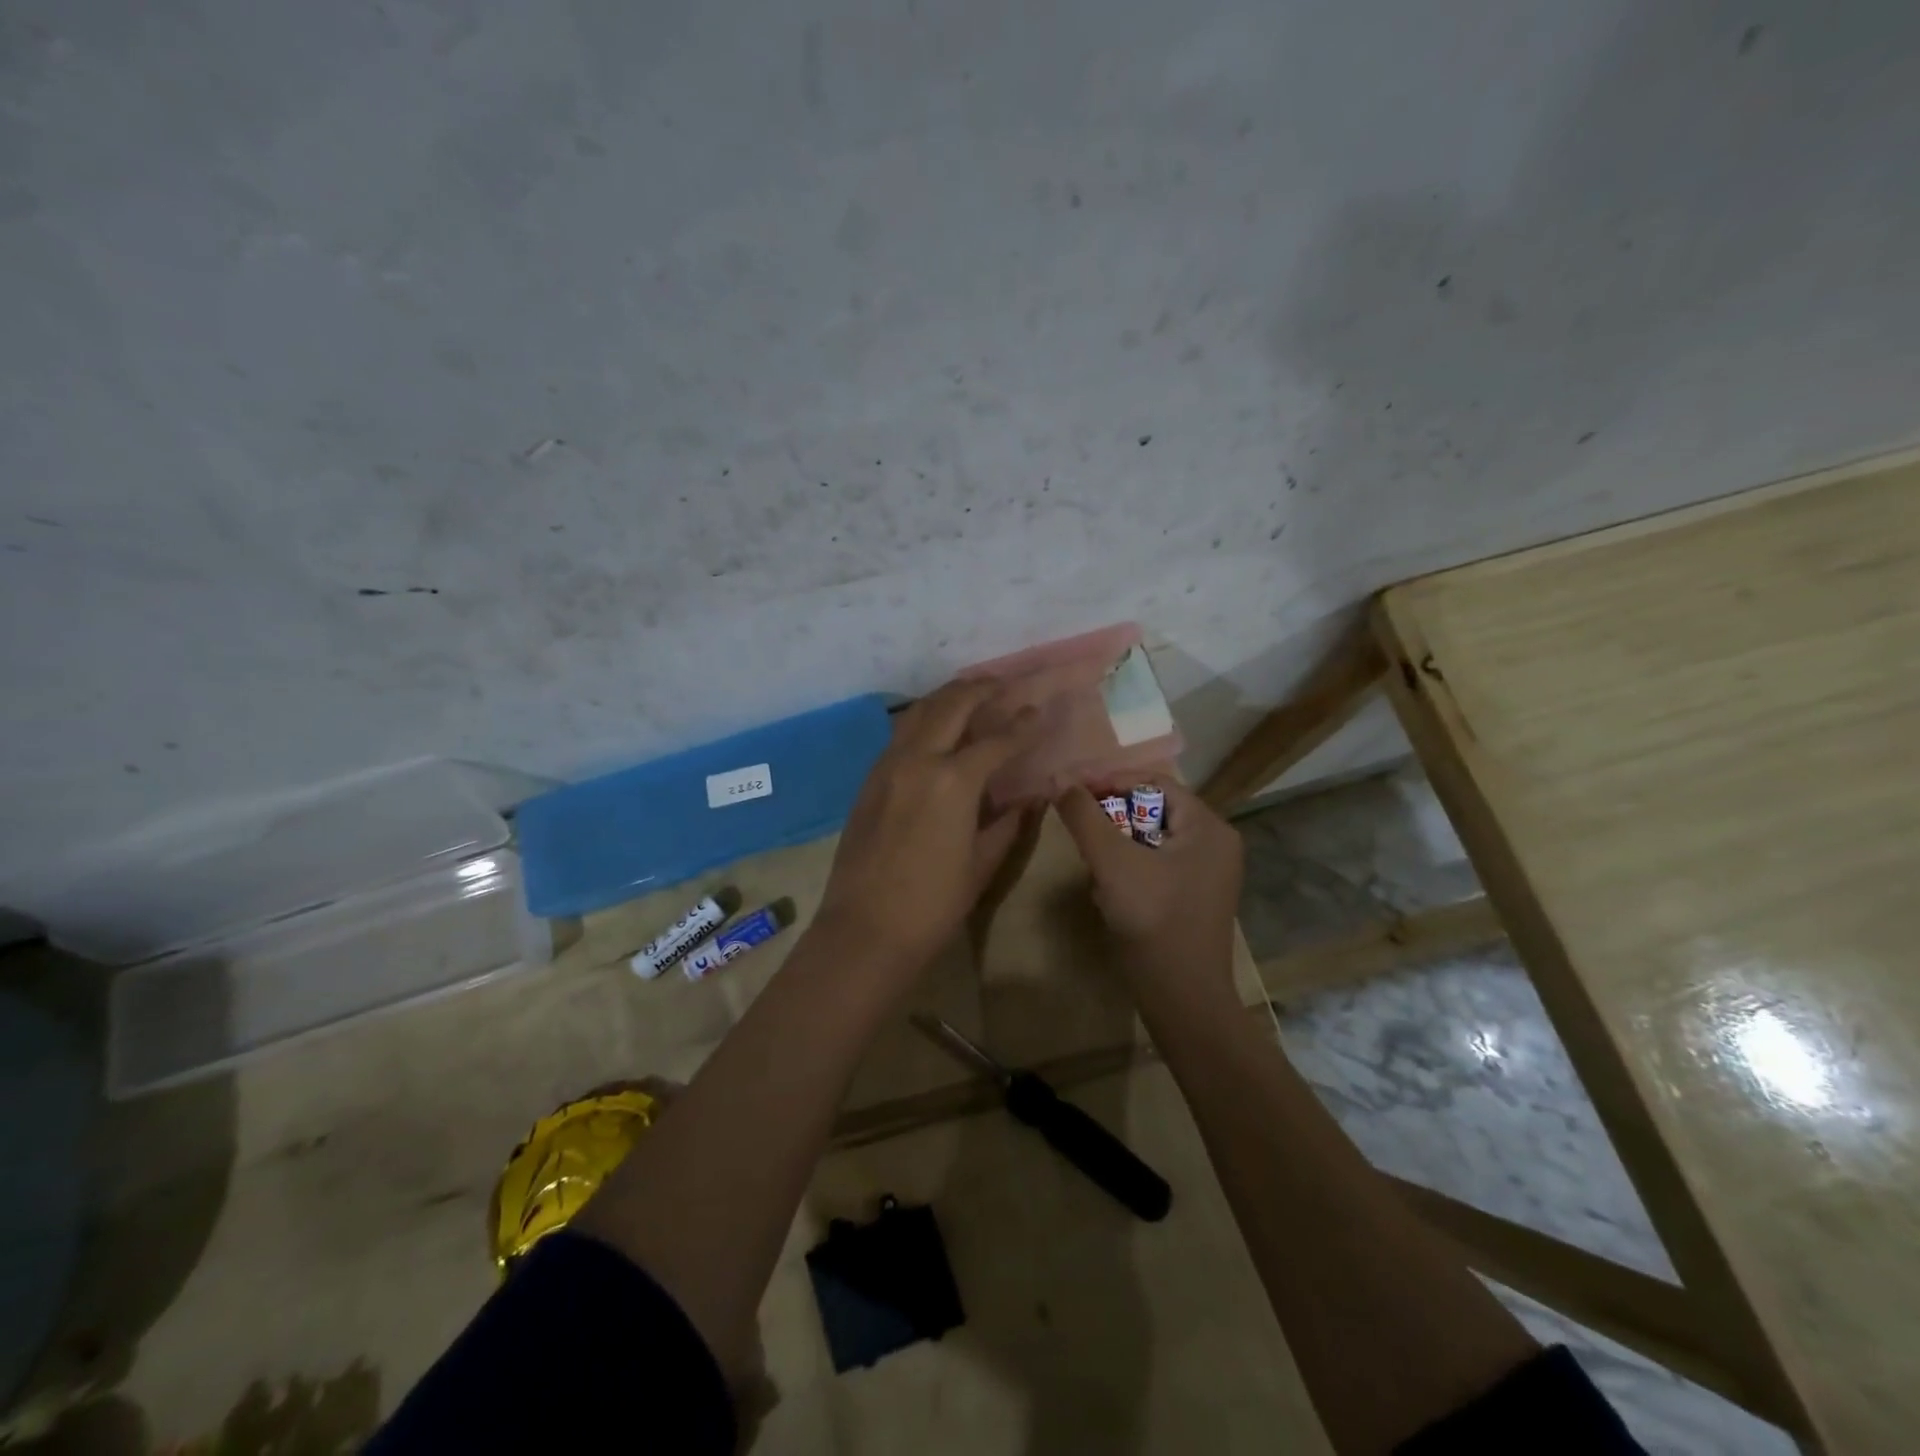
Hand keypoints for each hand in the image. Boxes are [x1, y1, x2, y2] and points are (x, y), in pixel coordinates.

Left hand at [815, 680, 1040, 972]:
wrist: (865, 928)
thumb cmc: (933, 903)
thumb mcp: (981, 863)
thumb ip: (1008, 823)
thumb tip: (1029, 799)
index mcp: (953, 781)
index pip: (996, 740)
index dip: (1022, 724)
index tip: (1038, 710)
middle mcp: (918, 759)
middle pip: (951, 706)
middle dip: (981, 690)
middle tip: (1004, 683)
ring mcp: (887, 765)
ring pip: (919, 712)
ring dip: (947, 697)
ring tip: (971, 692)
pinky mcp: (870, 779)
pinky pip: (900, 734)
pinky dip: (924, 719)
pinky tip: (936, 728)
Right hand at [1054, 780, 1243, 1000]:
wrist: (1181, 998)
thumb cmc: (1152, 920)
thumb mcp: (1112, 861)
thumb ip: (1084, 816)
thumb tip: (1058, 779)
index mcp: (1208, 827)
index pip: (1154, 783)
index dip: (1110, 781)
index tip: (1072, 791)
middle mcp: (1214, 844)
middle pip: (1152, 810)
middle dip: (1111, 816)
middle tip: (1078, 826)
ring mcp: (1206, 874)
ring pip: (1149, 839)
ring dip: (1115, 844)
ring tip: (1090, 861)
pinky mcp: (1192, 898)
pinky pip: (1154, 865)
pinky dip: (1127, 868)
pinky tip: (1106, 889)